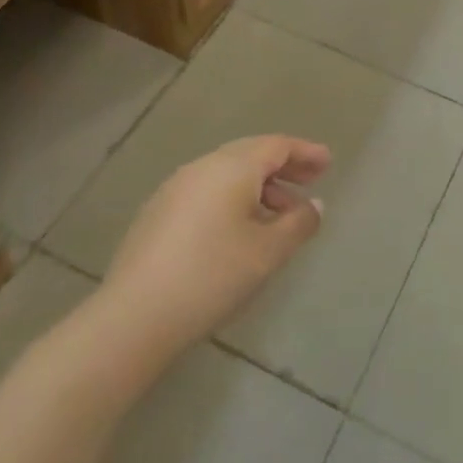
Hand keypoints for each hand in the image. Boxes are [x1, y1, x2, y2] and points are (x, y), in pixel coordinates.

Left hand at [84, 135, 328, 370]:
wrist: (134, 317)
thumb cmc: (212, 276)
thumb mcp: (268, 253)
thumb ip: (298, 223)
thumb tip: (314, 205)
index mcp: (232, 167)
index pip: (277, 146)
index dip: (305, 152)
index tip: (328, 163)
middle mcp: (202, 167)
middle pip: (251, 155)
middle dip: (284, 166)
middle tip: (311, 181)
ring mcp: (175, 188)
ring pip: (227, 175)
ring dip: (259, 187)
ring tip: (281, 214)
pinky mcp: (158, 213)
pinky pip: (207, 192)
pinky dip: (233, 199)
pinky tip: (241, 231)